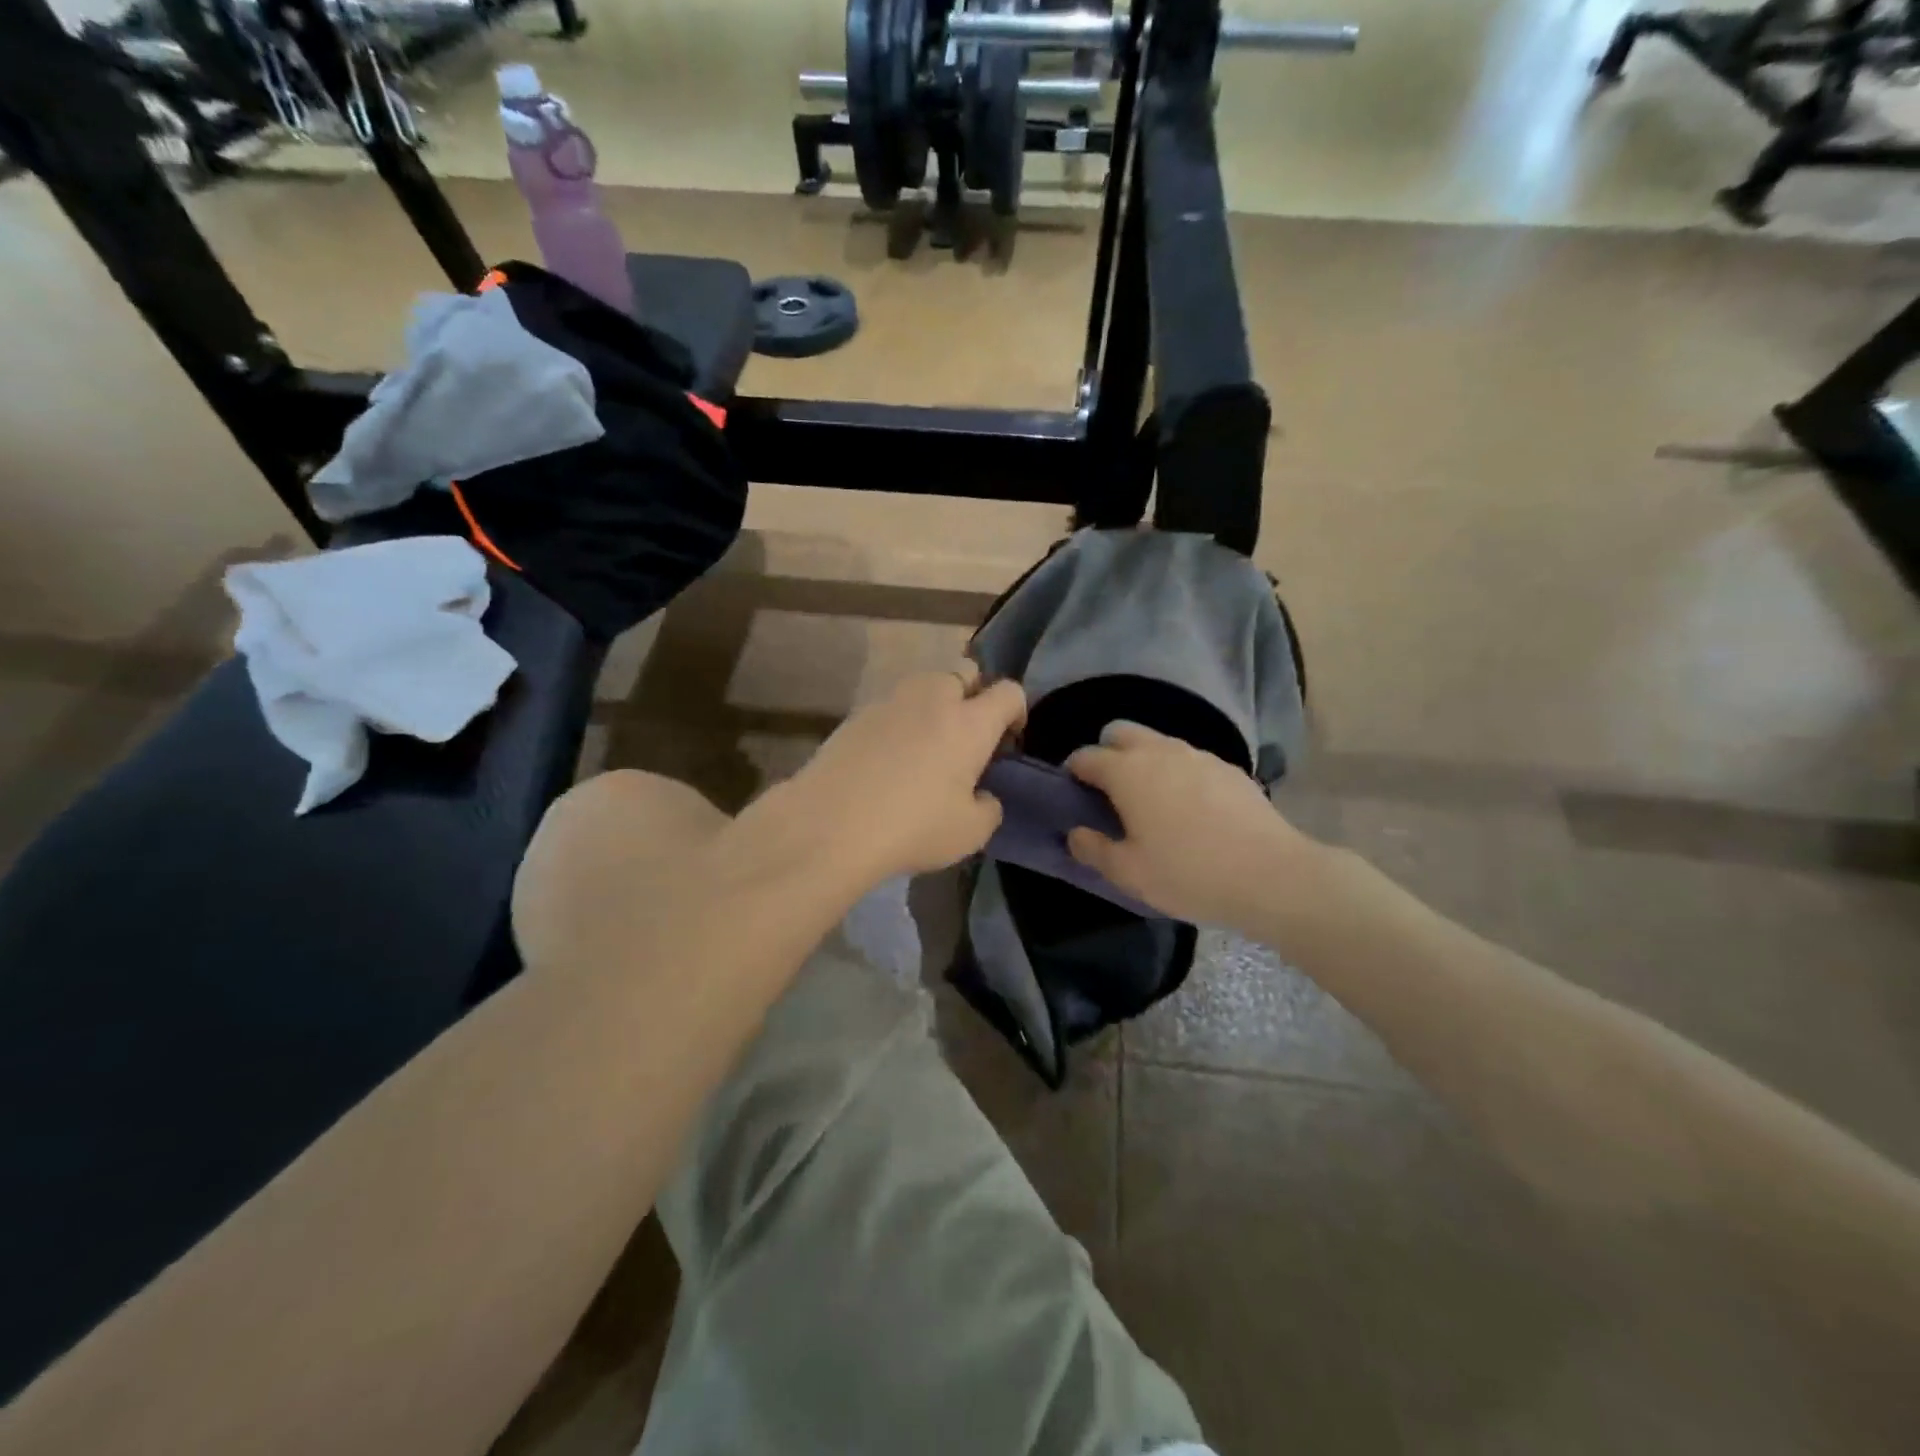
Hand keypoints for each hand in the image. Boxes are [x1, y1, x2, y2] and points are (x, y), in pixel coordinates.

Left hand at [775, 665, 1026, 885]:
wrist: (830, 825)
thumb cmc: (913, 827)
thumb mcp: (969, 833)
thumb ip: (988, 808)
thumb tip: (983, 797)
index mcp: (970, 722)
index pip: (1009, 692)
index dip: (1016, 711)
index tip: (1007, 740)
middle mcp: (933, 699)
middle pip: (964, 672)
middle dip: (973, 695)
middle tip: (966, 737)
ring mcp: (890, 701)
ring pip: (924, 685)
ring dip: (934, 705)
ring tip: (926, 747)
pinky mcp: (856, 715)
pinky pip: (891, 707)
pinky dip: (900, 723)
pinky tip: (888, 760)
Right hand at [1066, 721, 1311, 927]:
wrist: (1271, 875)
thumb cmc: (1188, 873)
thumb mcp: (1129, 872)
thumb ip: (1093, 849)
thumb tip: (1075, 833)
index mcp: (1127, 771)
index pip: (1085, 756)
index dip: (1073, 773)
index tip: (1073, 795)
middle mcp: (1159, 751)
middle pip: (1120, 732)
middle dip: (1107, 753)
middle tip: (1110, 793)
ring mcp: (1198, 755)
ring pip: (1157, 743)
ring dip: (1144, 761)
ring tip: (1151, 802)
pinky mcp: (1228, 767)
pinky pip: (1189, 760)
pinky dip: (1177, 773)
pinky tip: (1190, 809)